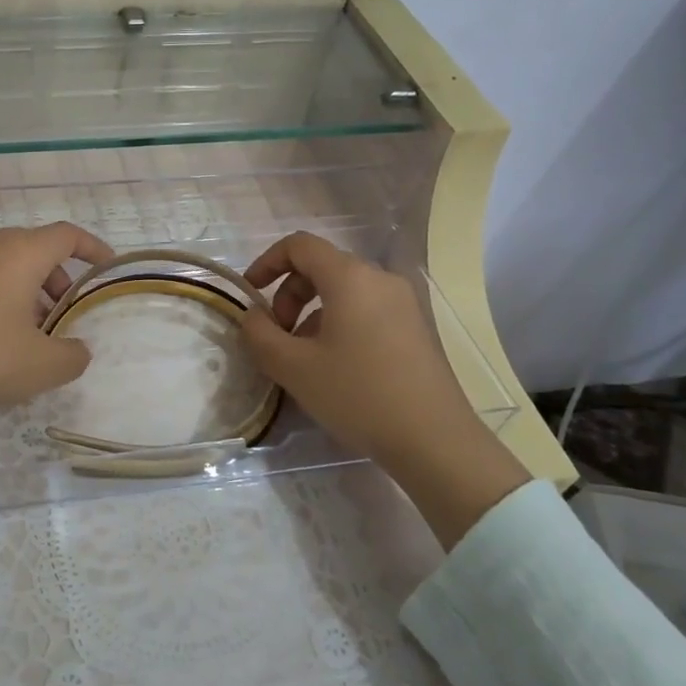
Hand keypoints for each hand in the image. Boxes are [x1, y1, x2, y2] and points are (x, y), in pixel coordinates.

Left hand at [0, 223, 114, 460]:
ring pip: (3, 268)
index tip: (106, 269)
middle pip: (33, 250)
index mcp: (19, 254)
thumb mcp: (39, 367)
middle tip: (65, 315)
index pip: (66, 235)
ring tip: (30, 338)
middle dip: (57, 279)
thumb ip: (71, 356)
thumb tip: (77, 349)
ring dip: (25, 294)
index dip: (92, 249)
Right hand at [240, 232, 527, 546]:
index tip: (250, 294)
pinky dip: (338, 325)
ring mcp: (403, 303)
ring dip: (311, 313)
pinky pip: (365, 310)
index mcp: (350, 277)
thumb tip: (254, 316)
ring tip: (302, 358)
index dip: (267, 262)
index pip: (300, 245)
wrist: (434, 440)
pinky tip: (334, 367)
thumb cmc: (358, 395)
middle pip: (321, 267)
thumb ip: (260, 334)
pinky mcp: (415, 328)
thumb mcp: (293, 367)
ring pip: (343, 292)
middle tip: (277, 336)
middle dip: (288, 294)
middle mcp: (380, 279)